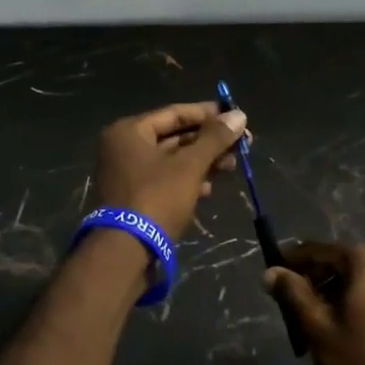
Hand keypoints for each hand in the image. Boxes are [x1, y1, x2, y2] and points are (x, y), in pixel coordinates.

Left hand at [94, 101, 246, 241]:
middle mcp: (123, 148)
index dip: (208, 114)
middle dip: (208, 142)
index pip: (175, 114)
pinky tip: (210, 189)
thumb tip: (239, 115)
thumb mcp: (190, 166)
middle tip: (241, 146)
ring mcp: (127, 174)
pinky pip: (165, 180)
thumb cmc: (157, 198)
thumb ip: (214, 139)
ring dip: (202, 162)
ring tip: (232, 166)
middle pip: (174, 137)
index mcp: (129, 132)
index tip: (236, 117)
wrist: (126, 251)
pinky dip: (188, 181)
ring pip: (172, 160)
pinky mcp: (134, 198)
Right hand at [264, 242, 364, 364]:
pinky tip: (345, 338)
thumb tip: (271, 272)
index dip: (291, 265)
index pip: (317, 251)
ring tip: (316, 333)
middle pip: (339, 266)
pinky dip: (356, 309)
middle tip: (293, 315)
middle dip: (313, 287)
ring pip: (357, 284)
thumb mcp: (318, 328)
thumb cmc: (364, 362)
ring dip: (334, 301)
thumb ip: (293, 294)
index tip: (272, 281)